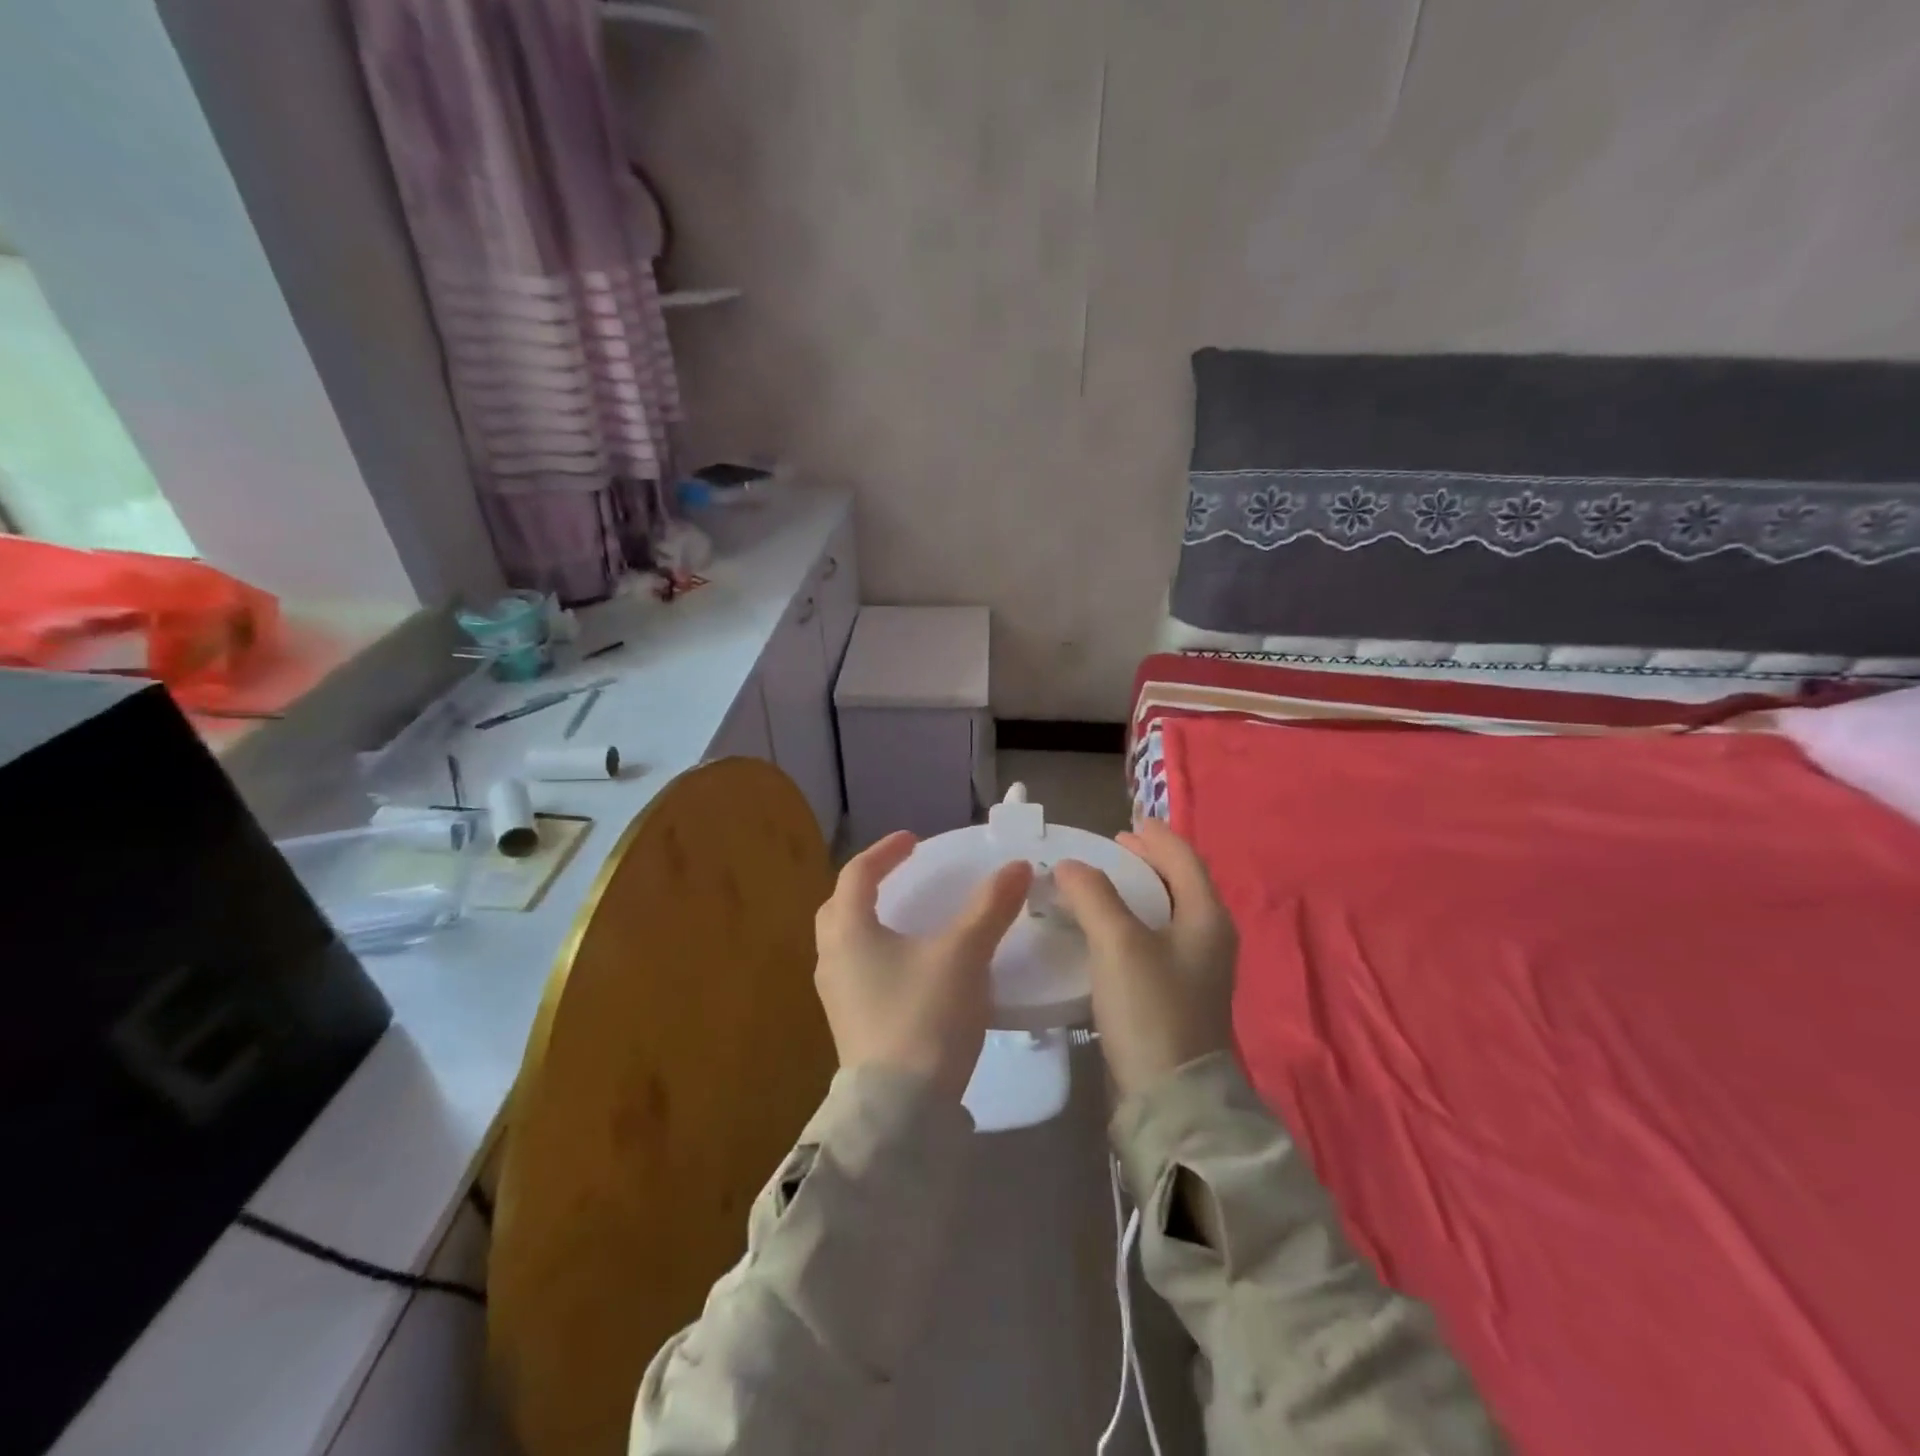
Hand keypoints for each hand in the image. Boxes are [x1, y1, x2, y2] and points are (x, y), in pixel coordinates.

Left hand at [814, 831, 1033, 1101]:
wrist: (900, 1112)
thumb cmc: (925, 1016)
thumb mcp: (964, 955)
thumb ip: (989, 907)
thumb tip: (1016, 867)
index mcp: (848, 930)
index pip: (857, 873)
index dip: (886, 851)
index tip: (914, 841)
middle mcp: (831, 958)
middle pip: (841, 906)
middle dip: (869, 885)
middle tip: (903, 877)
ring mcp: (835, 995)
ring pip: (846, 942)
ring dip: (871, 922)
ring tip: (908, 920)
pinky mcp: (848, 1025)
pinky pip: (857, 971)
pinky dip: (877, 954)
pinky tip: (910, 969)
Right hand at [1054, 820, 1237, 1099]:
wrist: (1170, 1096)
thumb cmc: (1151, 1008)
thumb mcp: (1118, 943)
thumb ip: (1094, 895)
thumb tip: (1071, 866)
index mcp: (1207, 917)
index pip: (1184, 859)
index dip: (1156, 837)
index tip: (1127, 823)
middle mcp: (1209, 938)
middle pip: (1179, 883)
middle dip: (1146, 862)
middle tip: (1110, 850)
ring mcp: (1195, 969)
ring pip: (1165, 913)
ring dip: (1135, 893)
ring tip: (1099, 885)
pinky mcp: (1176, 994)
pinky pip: (1154, 941)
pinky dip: (1131, 923)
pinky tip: (1102, 930)